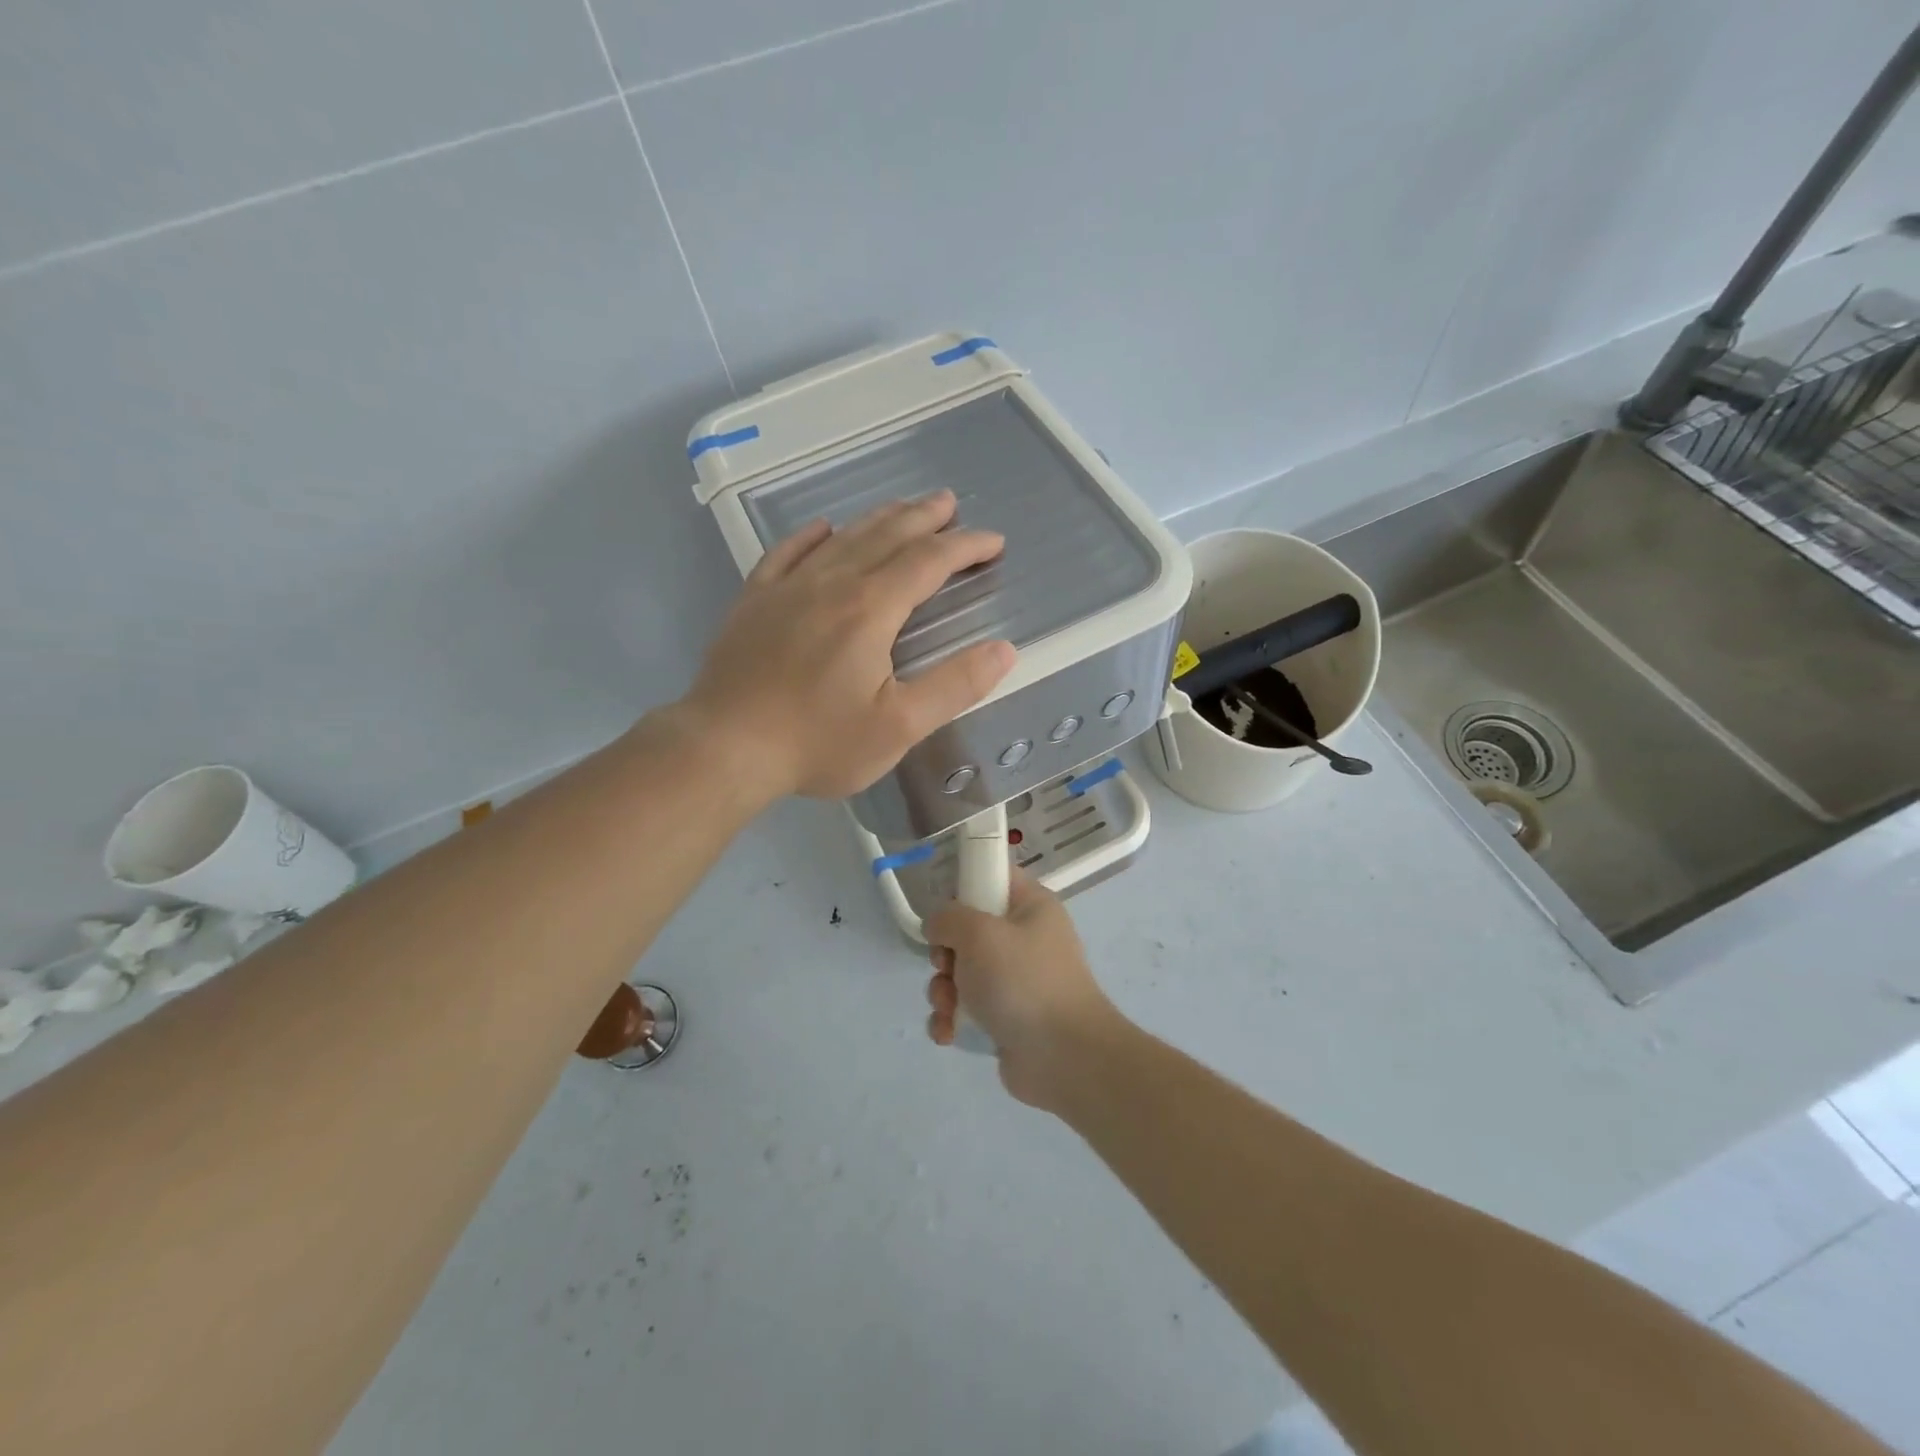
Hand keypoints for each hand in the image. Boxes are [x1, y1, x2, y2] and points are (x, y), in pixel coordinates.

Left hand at [683, 491, 1015, 801]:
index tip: (993, 541)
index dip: (965, 547)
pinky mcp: (754, 602)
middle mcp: (832, 584)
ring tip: (902, 507)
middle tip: (950, 503)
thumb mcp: (898, 726)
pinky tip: (822, 528)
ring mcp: (787, 588)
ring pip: (842, 538)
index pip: (928, 562)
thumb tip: (1003, 650)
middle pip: (886, 536)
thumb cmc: (817, 742)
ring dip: (878, 519)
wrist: (725, 747)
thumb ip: (954, 686)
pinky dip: (811, 536)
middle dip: (924, 517)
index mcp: (871, 609)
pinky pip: (787, 553)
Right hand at [923, 875, 1122, 1108]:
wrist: (1065, 1057)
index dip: (963, 887)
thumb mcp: (979, 933)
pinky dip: (952, 1020)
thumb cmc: (1023, 981)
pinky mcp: (1006, 1017)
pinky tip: (948, 1034)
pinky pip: (967, 1009)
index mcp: (1031, 906)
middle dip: (945, 954)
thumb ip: (948, 918)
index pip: (993, 876)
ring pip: (962, 972)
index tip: (944, 911)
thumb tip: (938, 926)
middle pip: (968, 930)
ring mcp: (1016, 980)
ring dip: (944, 992)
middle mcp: (1025, 938)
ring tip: (949, 1009)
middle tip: (946, 967)